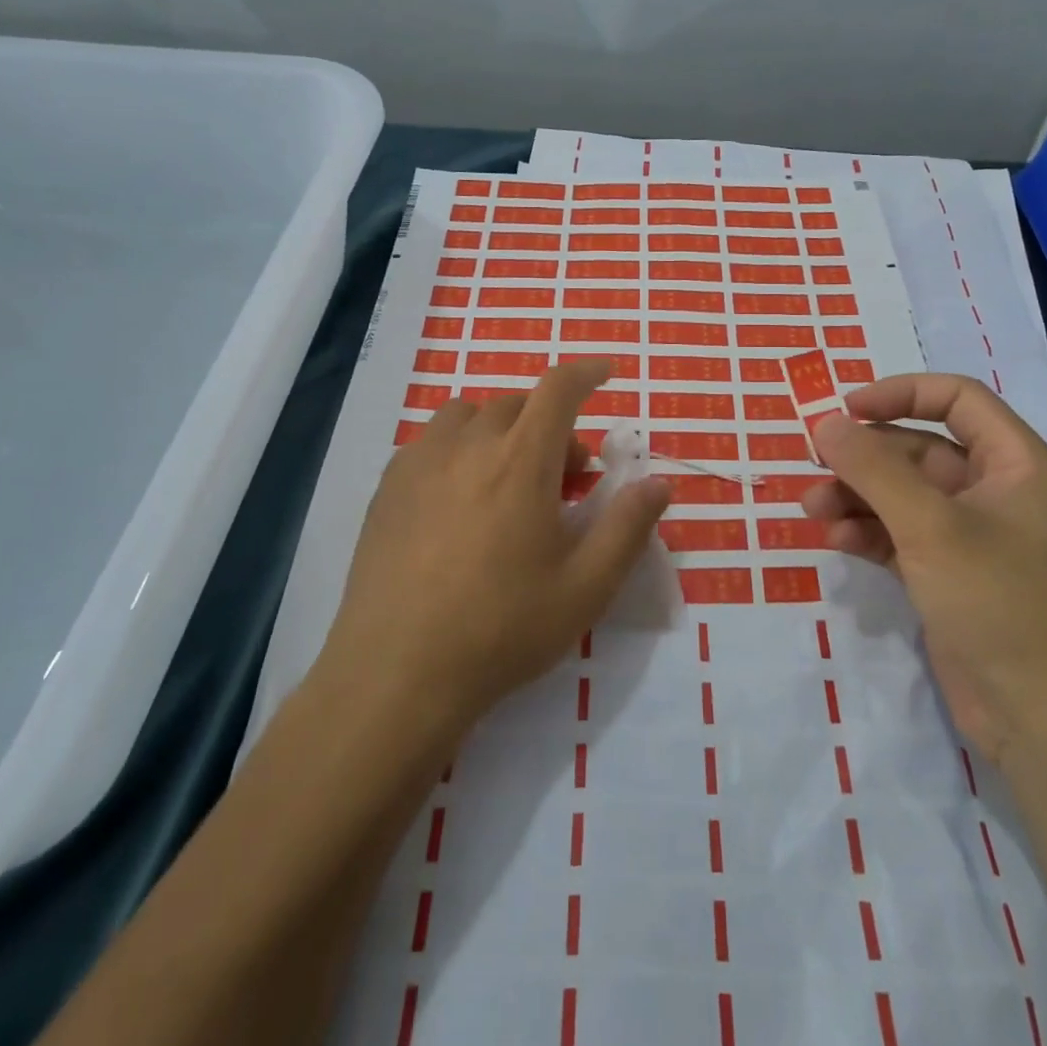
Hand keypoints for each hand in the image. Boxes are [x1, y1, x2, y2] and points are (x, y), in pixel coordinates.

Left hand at [323, 359, 670, 733]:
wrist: (397, 673)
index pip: (558, 389)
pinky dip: (460, 449)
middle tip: (565, 477)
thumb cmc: (502, 629)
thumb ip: (627, 527)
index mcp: (520, 461)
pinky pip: (432, 442)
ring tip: (509, 479)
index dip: (587, 372)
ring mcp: (419, 463)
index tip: (605, 373)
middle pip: (517, 405)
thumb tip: (658, 483)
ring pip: (469, 417)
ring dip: (501, 431)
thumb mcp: (585, 587)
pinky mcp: (388, 487)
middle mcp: (468, 445)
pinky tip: (460, 501)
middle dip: (551, 425)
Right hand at [804, 374, 1046, 766]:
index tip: (846, 410)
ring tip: (812, 510)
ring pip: (905, 497)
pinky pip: (902, 538)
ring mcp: (975, 540)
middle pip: (921, 450)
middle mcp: (997, 494)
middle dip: (865, 457)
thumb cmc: (1002, 605)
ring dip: (857, 497)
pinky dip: (868, 533)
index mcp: (1016, 465)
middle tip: (814, 466)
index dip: (900, 394)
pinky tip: (836, 540)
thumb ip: (874, 470)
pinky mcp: (953, 579)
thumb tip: (825, 423)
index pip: (956, 400)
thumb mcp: (931, 527)